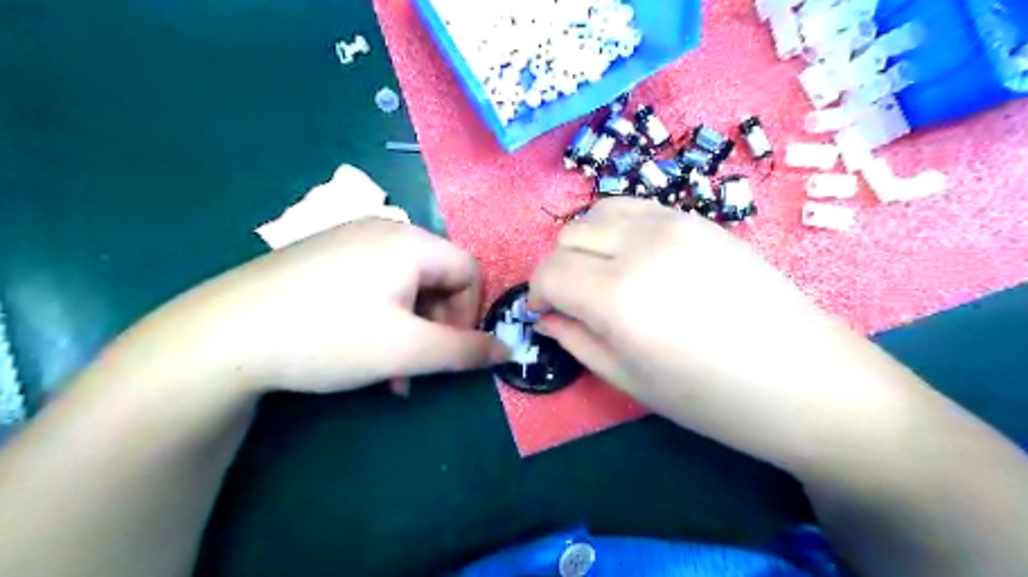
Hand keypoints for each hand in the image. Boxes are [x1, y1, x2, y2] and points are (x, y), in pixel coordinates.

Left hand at [157, 218, 506, 393]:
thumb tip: (507, 350)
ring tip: (390, 370)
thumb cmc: (329, 337)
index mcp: (410, 242)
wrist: (221, 337)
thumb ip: (465, 351)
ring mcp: (349, 241)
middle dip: (437, 326)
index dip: (471, 313)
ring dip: (410, 328)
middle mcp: (384, 231)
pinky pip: (375, 285)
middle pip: (437, 278)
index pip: (469, 271)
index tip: (452, 349)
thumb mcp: (408, 350)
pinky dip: (383, 318)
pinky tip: (362, 349)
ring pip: (406, 286)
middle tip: (418, 365)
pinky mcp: (324, 257)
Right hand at [530, 200, 901, 469]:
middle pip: (568, 236)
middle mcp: (640, 245)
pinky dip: (619, 228)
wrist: (807, 380)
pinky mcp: (699, 219)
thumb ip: (577, 341)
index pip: (549, 272)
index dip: (537, 293)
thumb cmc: (713, 398)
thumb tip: (546, 317)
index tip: (546, 313)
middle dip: (559, 268)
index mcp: (618, 295)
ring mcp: (674, 223)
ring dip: (587, 243)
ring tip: (603, 275)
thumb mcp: (630, 380)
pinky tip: (636, 258)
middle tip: (575, 300)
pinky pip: (637, 208)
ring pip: (599, 211)